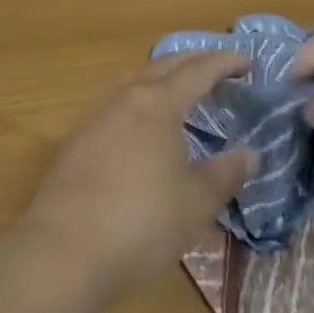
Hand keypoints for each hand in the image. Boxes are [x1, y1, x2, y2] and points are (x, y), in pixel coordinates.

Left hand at [18, 52, 254, 300]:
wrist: (64, 250)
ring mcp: (95, 116)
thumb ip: (226, 173)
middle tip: (217, 68)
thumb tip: (250, 154)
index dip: (225, 63)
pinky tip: (140, 125)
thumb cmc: (142, 222)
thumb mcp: (197, 202)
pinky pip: (115, 104)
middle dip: (193, 62)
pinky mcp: (75, 140)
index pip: (198, 70)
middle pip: (163, 66)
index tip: (246, 63)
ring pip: (134, 81)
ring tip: (178, 89)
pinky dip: (138, 101)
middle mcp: (125, 98)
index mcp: (159, 103)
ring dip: (161, 77)